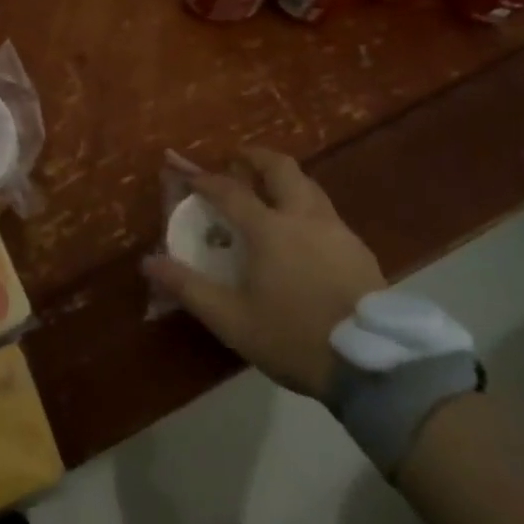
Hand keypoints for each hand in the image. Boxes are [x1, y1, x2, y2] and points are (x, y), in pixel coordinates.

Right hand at [143, 148, 385, 397]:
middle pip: (280, 167)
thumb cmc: (294, 338)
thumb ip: (189, 288)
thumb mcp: (233, 320)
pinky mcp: (359, 249)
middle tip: (237, 160)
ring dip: (284, 179)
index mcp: (269, 229)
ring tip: (269, 192)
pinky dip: (306, 206)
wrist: (373, 366)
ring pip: (309, 185)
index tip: (185, 172)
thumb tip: (150, 262)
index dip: (204, 179)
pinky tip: (304, 234)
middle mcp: (304, 216)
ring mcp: (337, 230)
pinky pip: (327, 212)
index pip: (229, 190)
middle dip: (254, 157)